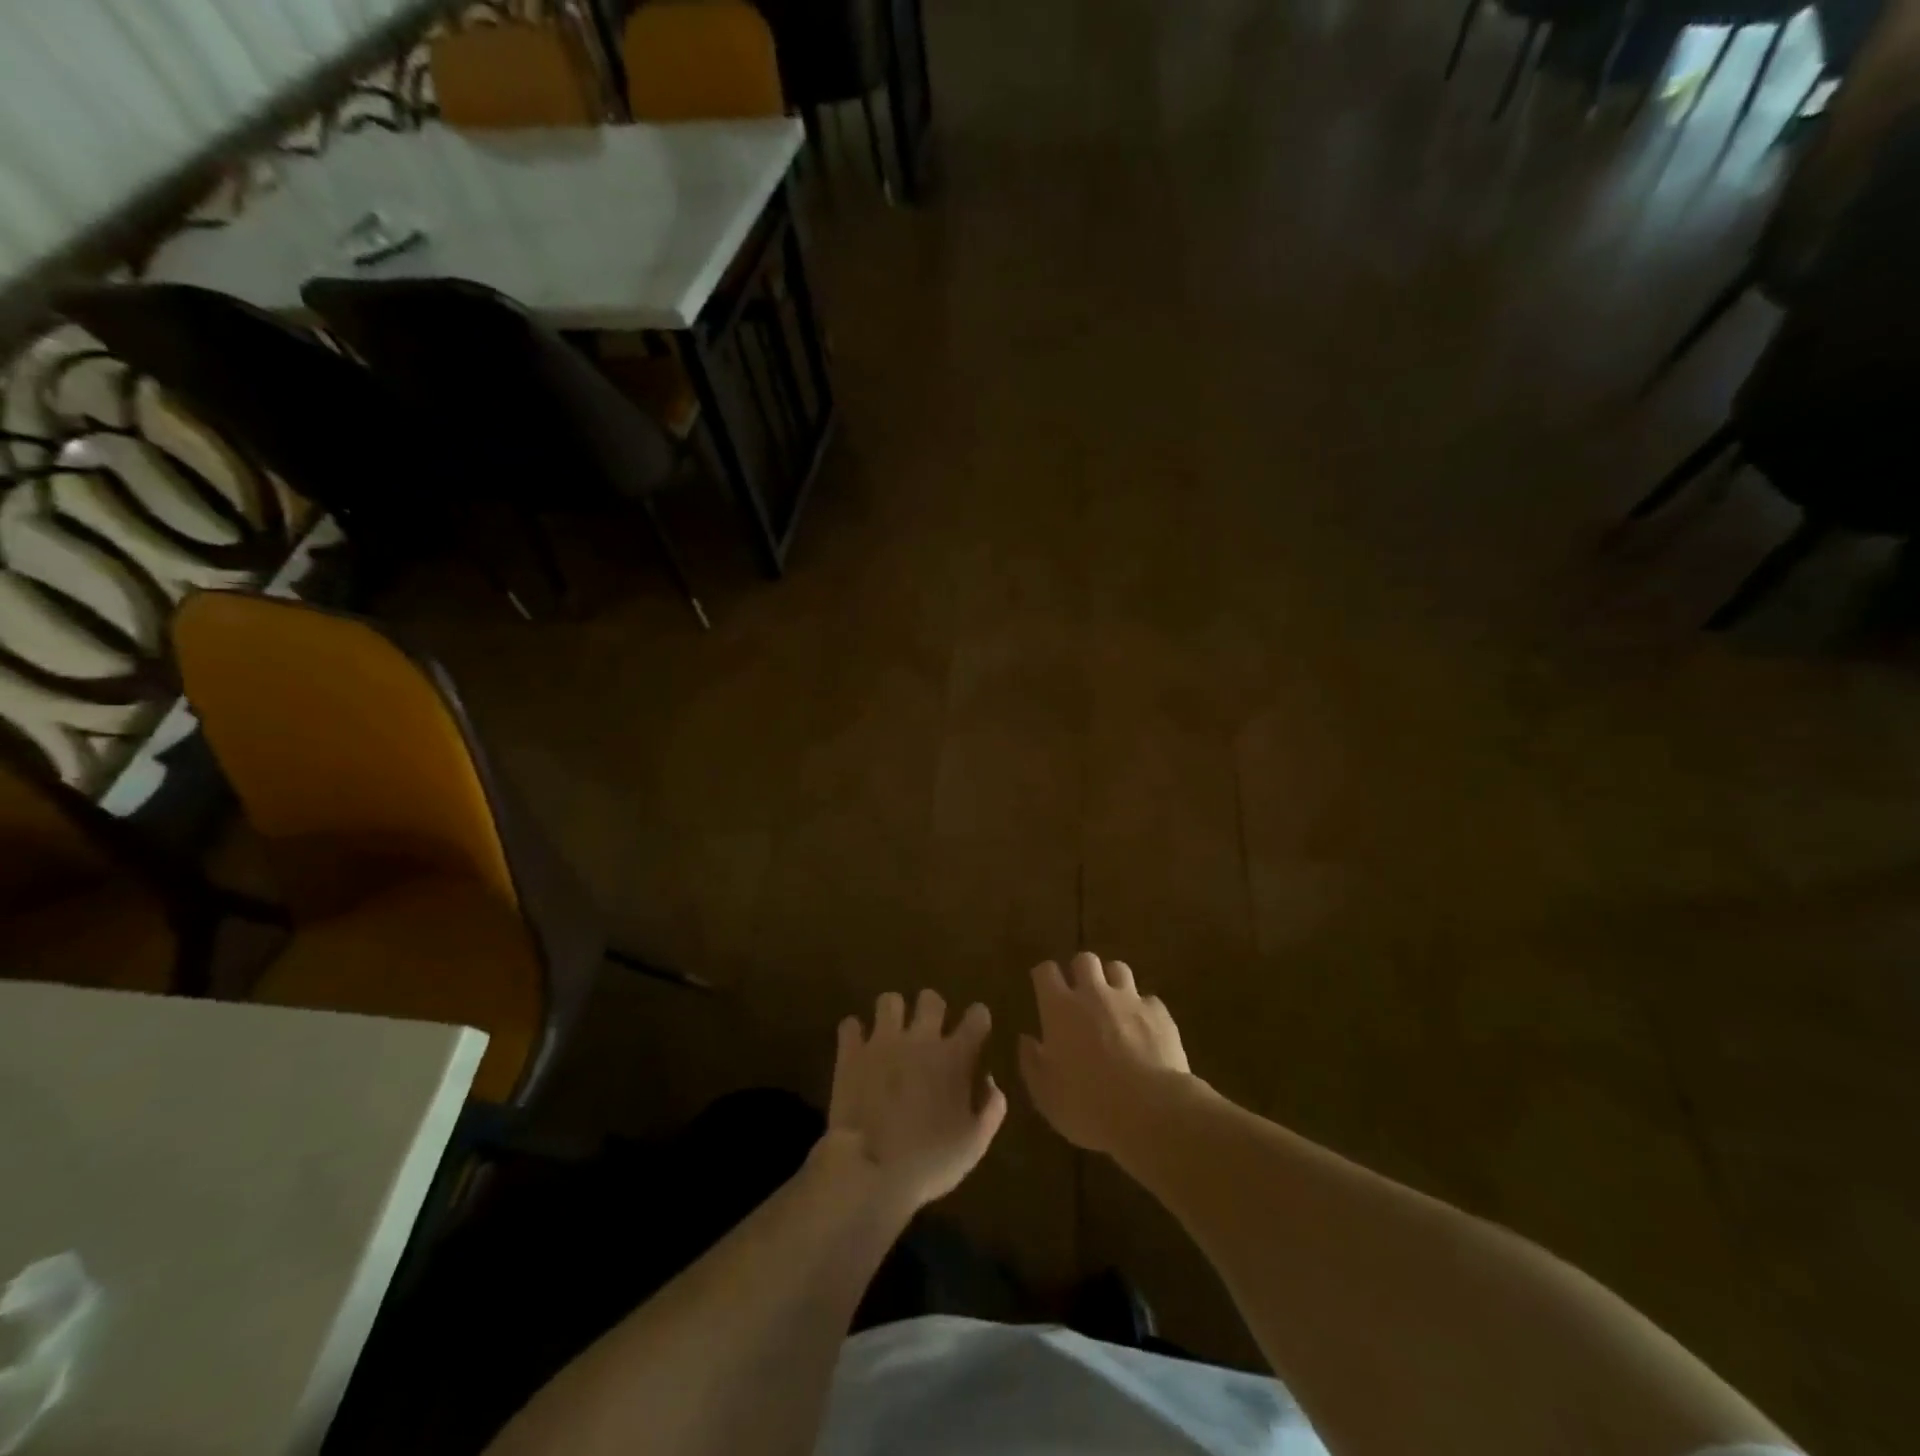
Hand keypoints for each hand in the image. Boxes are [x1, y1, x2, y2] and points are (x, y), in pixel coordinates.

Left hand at [825, 990, 1007, 1215]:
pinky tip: (858, 1048)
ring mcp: (883, 1041)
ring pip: (889, 1000)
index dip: (977, 1019)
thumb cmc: (929, 1162)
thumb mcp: (974, 1144)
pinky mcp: (851, 1053)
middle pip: (930, 998)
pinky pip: (850, 1024)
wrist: (870, 1171)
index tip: (975, 1032)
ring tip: (891, 1035)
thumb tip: (988, 1080)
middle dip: (932, 1010)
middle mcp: (921, 1038)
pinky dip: (854, 1034)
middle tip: (928, 1033)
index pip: (977, 1015)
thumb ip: (991, 1108)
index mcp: (955, 1057)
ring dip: (892, 1015)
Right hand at [1018, 952, 1192, 1153]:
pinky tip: (1144, 1030)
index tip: (1043, 989)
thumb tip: (1026, 1039)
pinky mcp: (1159, 1013)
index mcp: (1060, 1008)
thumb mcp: (1045, 1094)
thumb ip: (1031, 1062)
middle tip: (1080, 995)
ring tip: (1113, 1004)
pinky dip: (1143, 1010)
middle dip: (1080, 971)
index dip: (1044, 977)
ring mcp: (1129, 1000)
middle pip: (1084, 959)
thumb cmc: (1088, 1105)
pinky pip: (1148, 1000)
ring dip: (1112, 982)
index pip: (1046, 971)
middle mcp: (1093, 994)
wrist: (1151, 1111)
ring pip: (1118, 969)